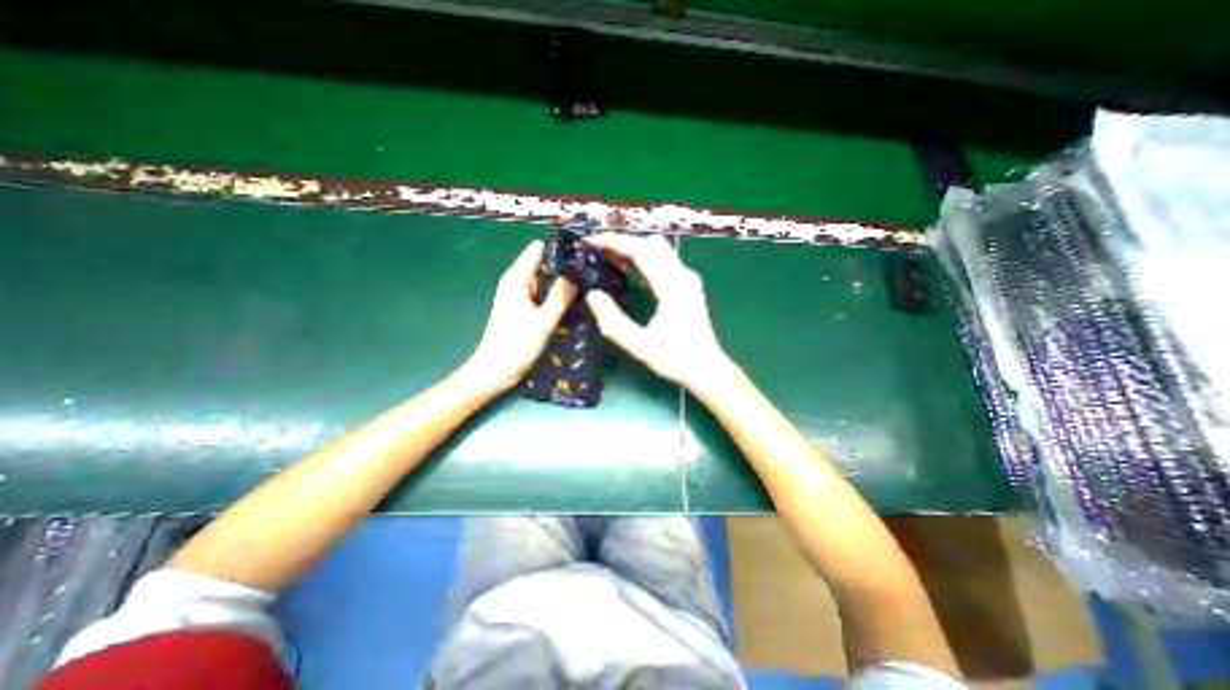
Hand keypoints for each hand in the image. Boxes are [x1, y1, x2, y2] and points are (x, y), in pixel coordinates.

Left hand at [464, 240, 579, 392]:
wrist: (495, 371)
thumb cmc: (515, 346)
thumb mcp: (542, 322)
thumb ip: (560, 297)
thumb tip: (578, 274)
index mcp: (517, 279)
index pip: (539, 249)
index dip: (560, 249)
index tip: (584, 254)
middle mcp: (518, 282)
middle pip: (544, 263)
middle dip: (566, 267)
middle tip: (591, 273)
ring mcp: (521, 295)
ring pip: (546, 280)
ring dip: (563, 282)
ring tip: (588, 285)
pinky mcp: (525, 308)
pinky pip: (544, 294)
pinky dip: (557, 295)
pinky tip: (575, 301)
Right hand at [581, 232, 729, 391]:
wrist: (708, 369)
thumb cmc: (676, 359)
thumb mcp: (640, 346)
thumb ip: (614, 322)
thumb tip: (592, 295)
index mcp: (673, 287)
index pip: (643, 252)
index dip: (616, 242)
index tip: (592, 241)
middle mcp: (683, 276)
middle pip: (652, 244)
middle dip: (623, 242)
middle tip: (597, 250)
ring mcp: (688, 279)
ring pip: (659, 250)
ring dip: (633, 249)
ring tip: (608, 258)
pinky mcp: (687, 286)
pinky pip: (664, 261)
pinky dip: (643, 259)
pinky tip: (628, 271)